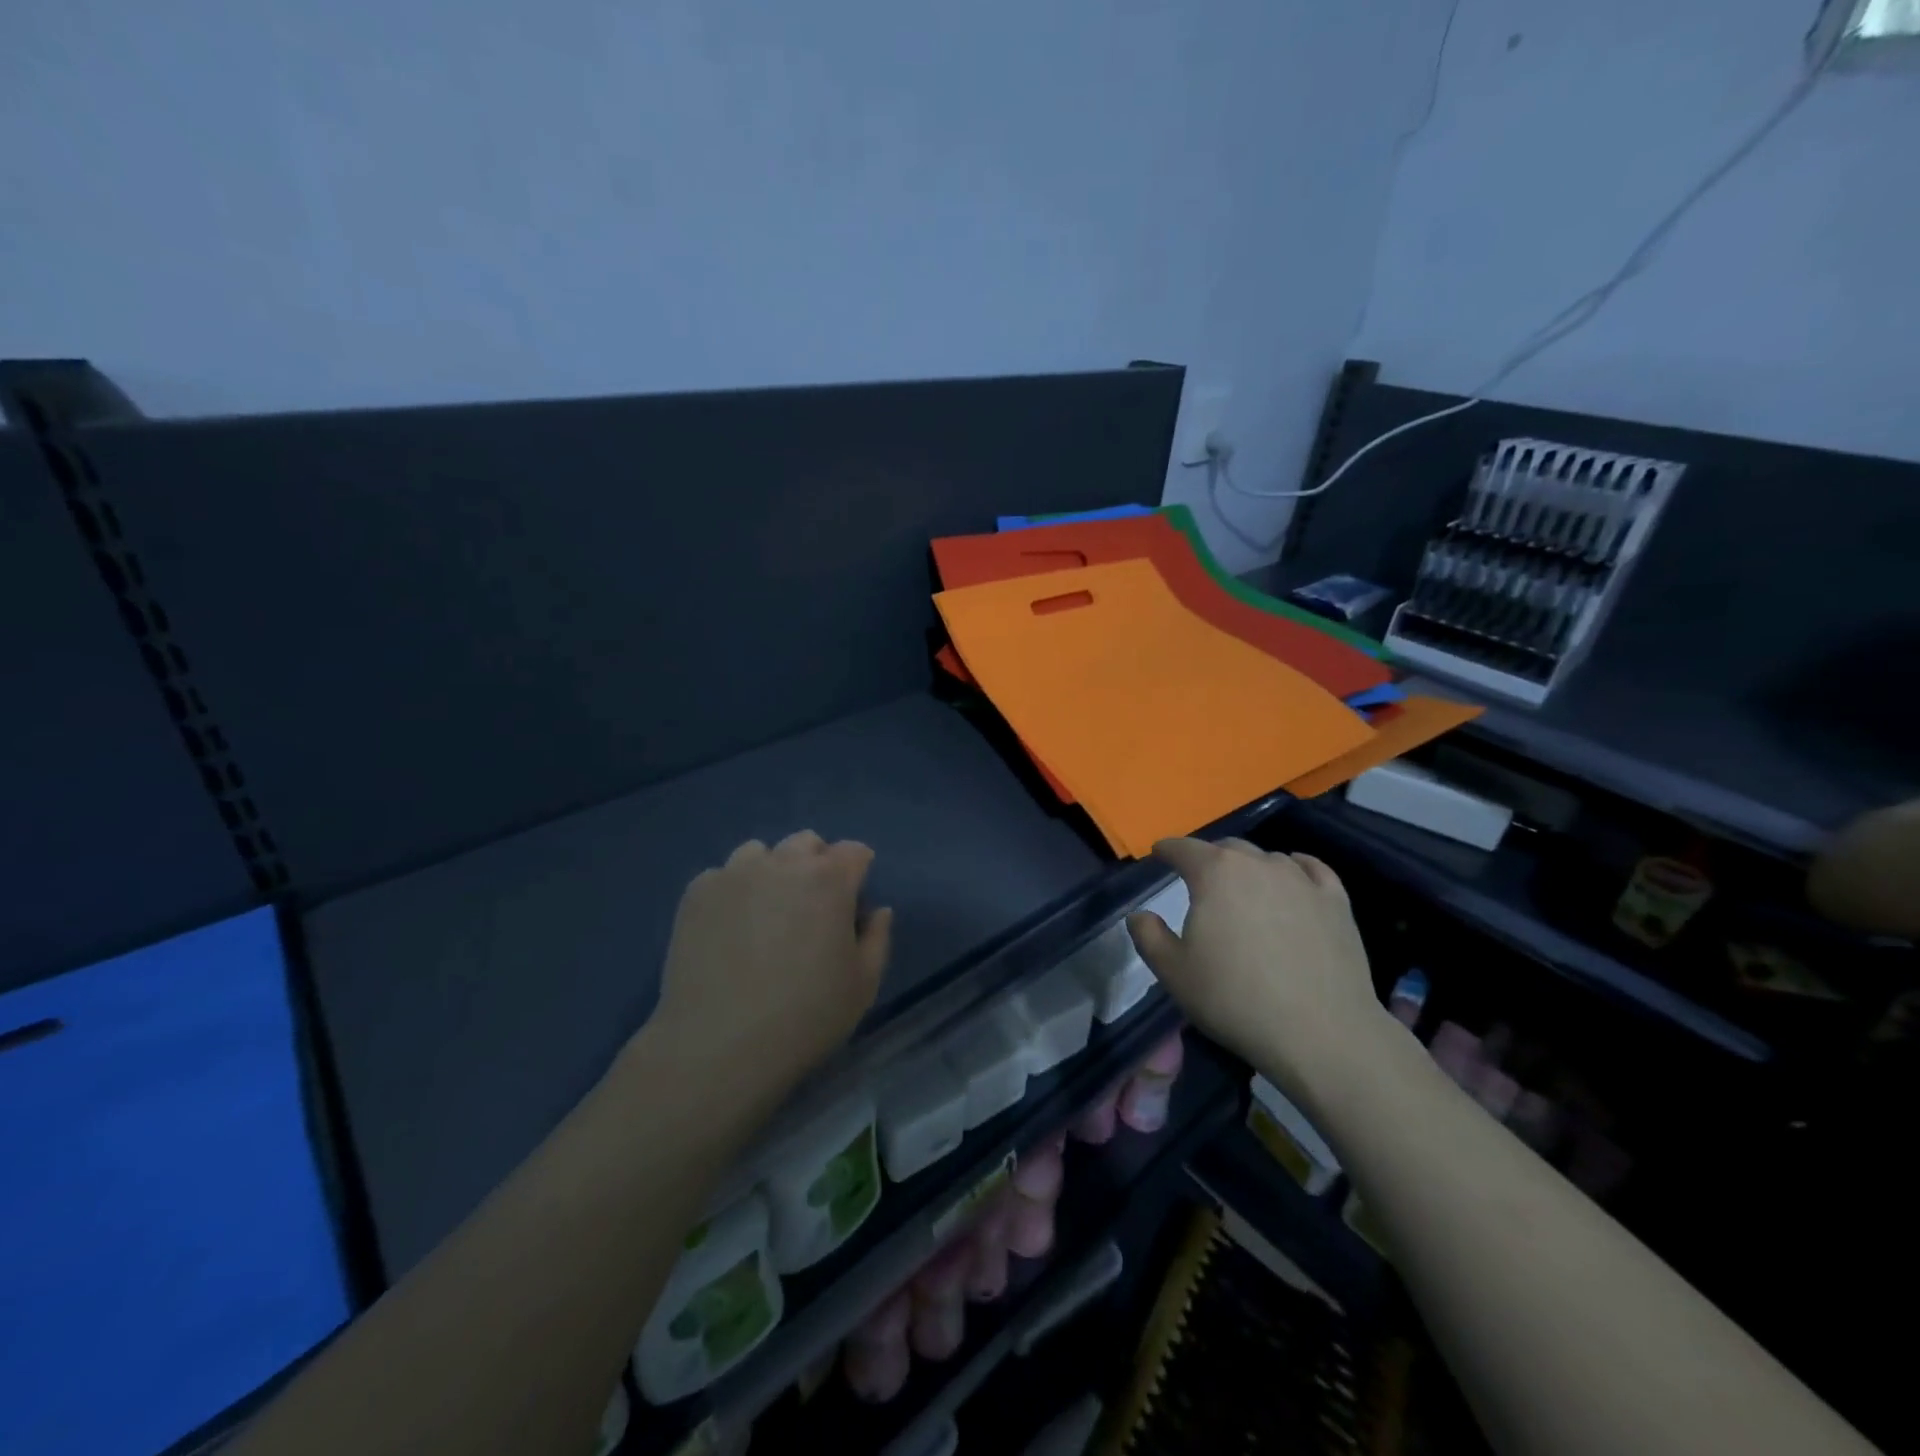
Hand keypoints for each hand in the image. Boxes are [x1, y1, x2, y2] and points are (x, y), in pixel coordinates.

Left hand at [649, 831, 893, 1096]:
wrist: (719, 1046)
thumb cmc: (806, 1017)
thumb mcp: (863, 985)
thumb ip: (877, 937)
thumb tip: (877, 910)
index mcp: (829, 879)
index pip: (854, 851)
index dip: (858, 872)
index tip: (853, 902)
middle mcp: (782, 863)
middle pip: (806, 843)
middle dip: (816, 864)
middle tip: (810, 907)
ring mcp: (734, 874)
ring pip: (760, 853)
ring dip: (771, 871)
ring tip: (765, 913)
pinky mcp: (697, 893)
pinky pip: (722, 876)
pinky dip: (732, 892)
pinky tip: (729, 928)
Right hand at [1126, 838, 1387, 1109]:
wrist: (1320, 1033)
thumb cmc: (1234, 999)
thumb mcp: (1173, 972)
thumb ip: (1147, 935)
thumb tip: (1139, 914)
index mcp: (1214, 873)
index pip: (1183, 848)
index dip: (1167, 850)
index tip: (1159, 854)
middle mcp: (1258, 864)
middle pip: (1227, 848)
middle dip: (1208, 858)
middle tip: (1199, 881)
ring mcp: (1301, 880)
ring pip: (1268, 859)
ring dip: (1249, 868)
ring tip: (1244, 890)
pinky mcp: (1336, 902)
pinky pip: (1311, 870)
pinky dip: (1296, 868)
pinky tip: (1293, 877)